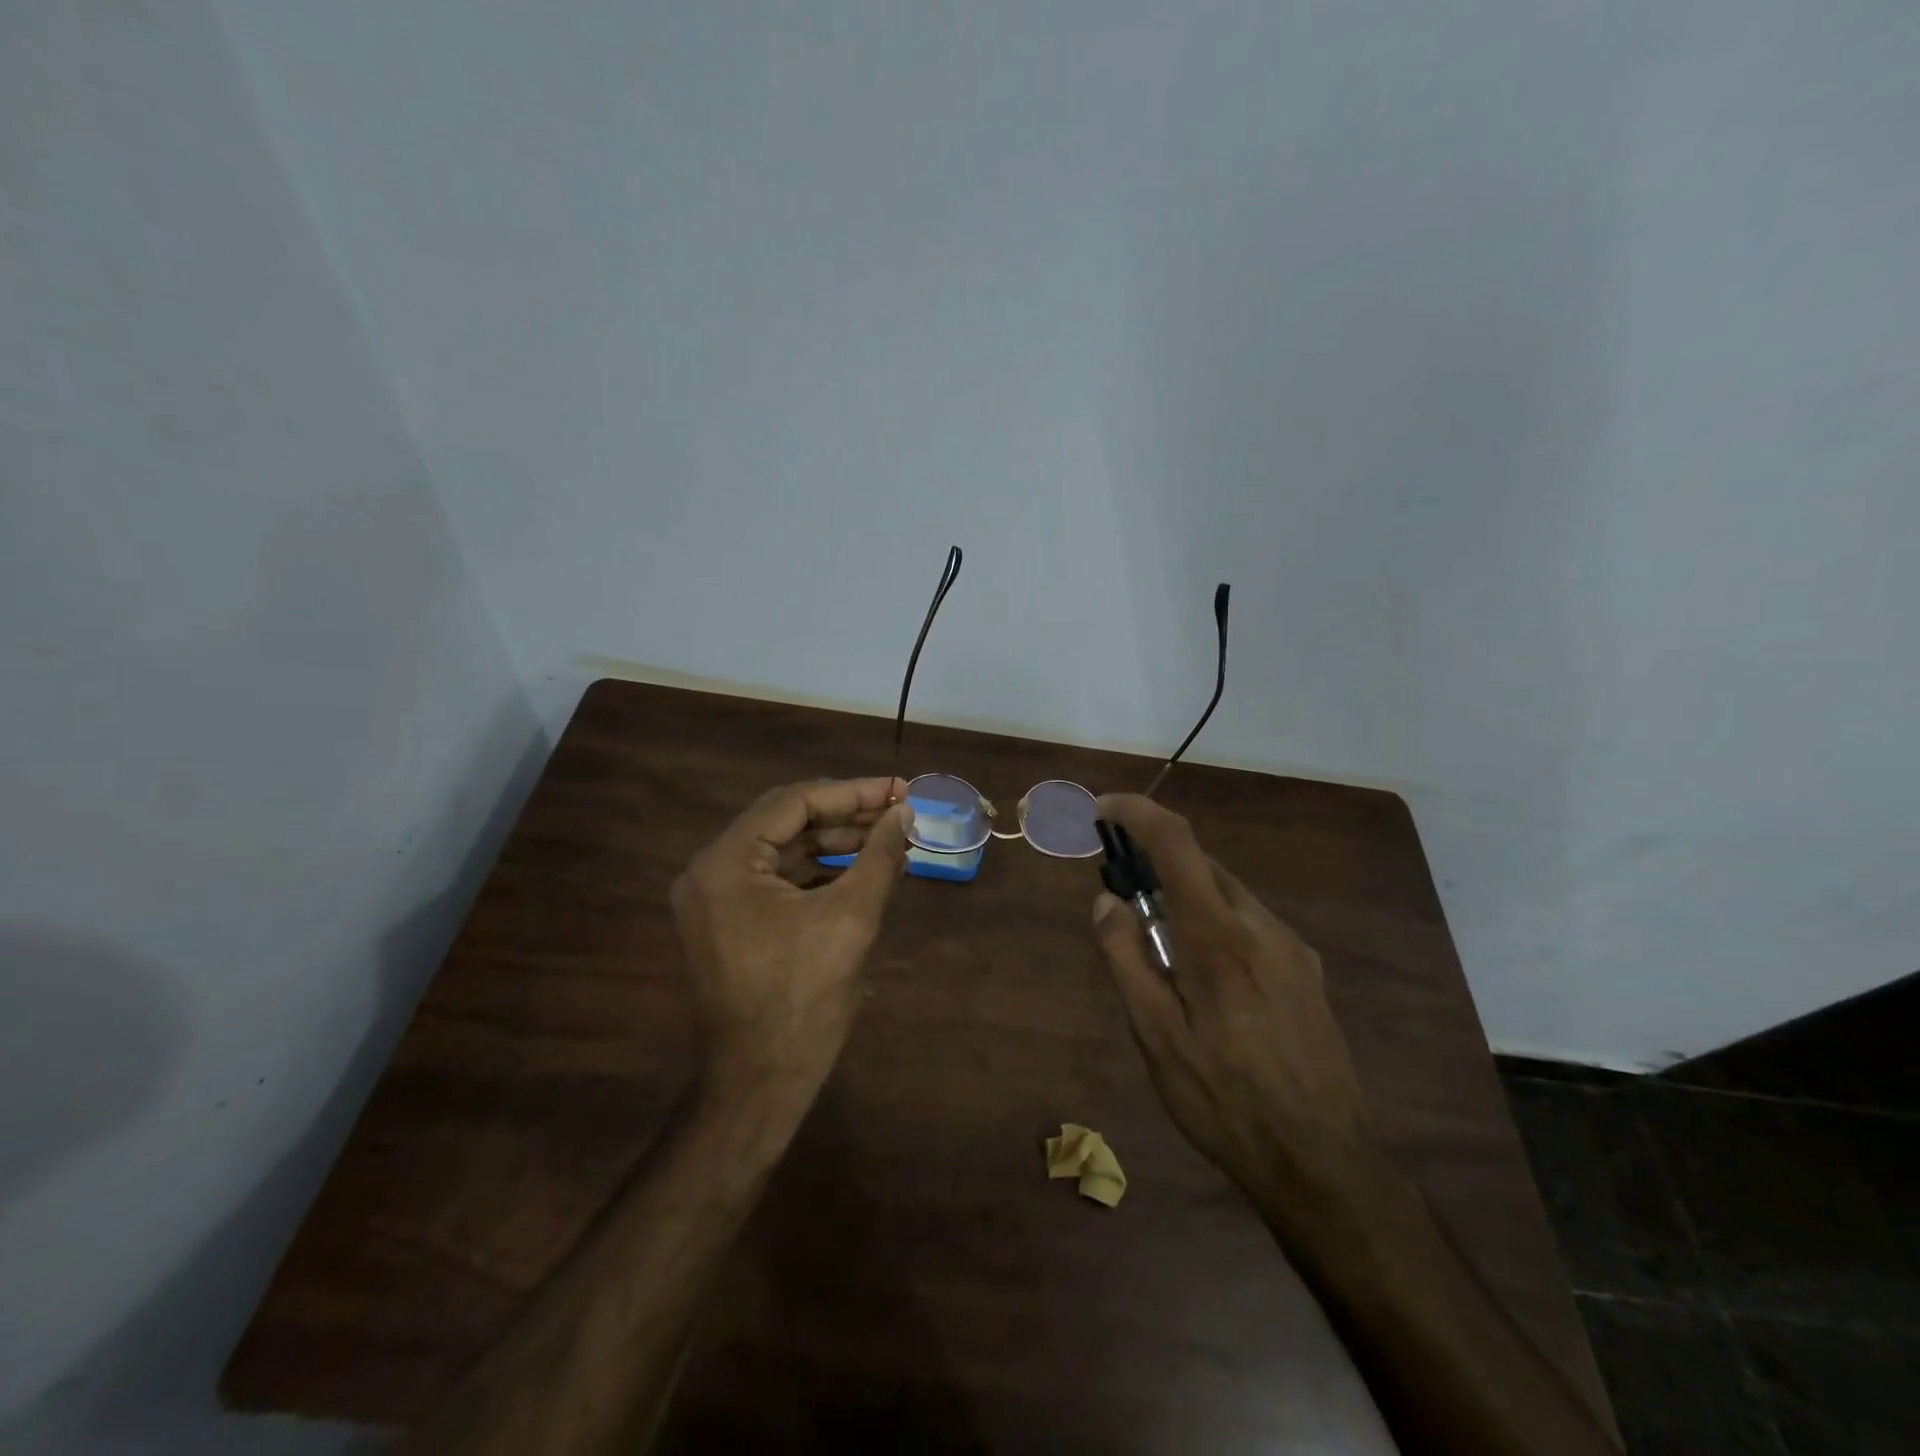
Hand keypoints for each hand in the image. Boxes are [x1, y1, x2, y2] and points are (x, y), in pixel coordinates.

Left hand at [671, 777, 911, 1101]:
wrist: (760, 1084)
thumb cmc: (804, 999)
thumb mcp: (851, 918)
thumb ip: (880, 855)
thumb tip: (906, 812)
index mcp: (726, 863)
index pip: (793, 803)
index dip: (852, 793)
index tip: (900, 789)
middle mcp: (710, 871)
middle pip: (786, 822)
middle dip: (847, 816)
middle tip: (899, 812)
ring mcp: (715, 899)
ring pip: (784, 850)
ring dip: (836, 843)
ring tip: (890, 839)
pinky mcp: (729, 922)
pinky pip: (778, 880)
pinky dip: (819, 871)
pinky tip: (862, 870)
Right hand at [1090, 795, 1375, 1215]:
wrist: (1325, 1164)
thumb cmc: (1225, 1101)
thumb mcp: (1156, 1036)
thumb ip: (1126, 958)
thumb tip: (1106, 901)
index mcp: (1218, 937)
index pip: (1176, 842)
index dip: (1136, 812)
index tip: (1103, 810)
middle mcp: (1261, 926)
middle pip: (1202, 865)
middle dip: (1157, 864)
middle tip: (1123, 900)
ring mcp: (1292, 948)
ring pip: (1228, 894)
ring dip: (1187, 897)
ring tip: (1162, 953)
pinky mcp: (1308, 971)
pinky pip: (1251, 924)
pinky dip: (1216, 923)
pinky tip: (1208, 980)